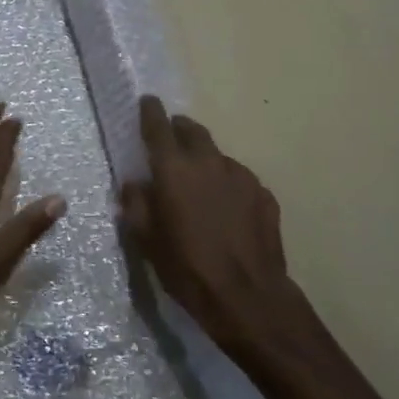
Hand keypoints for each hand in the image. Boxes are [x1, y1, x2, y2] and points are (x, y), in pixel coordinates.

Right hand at [119, 96, 316, 365]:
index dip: (150, 112)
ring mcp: (241, 176)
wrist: (248, 297)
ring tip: (199, 184)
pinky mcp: (264, 194)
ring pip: (218, 156)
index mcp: (174, 170)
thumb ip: (136, 205)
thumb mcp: (147, 241)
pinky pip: (239, 180)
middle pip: (193, 131)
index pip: (159, 127)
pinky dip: (227, 185)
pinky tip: (226, 210)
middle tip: (172, 138)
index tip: (147, 101)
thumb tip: (134, 184)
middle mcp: (209, 162)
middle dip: (180, 129)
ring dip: (205, 161)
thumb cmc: (187, 268)